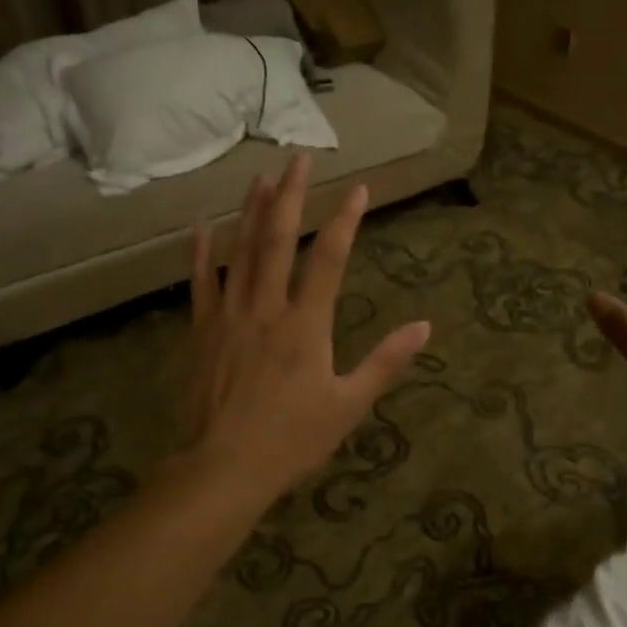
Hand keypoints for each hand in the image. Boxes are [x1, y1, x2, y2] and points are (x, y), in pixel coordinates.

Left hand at [183, 154, 430, 505]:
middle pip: (278, 240)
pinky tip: (203, 224)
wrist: (223, 468)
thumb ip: (386, 362)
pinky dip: (201, 252)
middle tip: (299, 158)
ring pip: (240, 252)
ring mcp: (229, 316)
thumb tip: (424, 327)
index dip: (345, 221)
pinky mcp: (202, 331)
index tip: (358, 189)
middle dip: (292, 196)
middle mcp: (266, 308)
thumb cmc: (292, 440)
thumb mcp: (349, 406)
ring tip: (262, 175)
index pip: (328, 259)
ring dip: (252, 211)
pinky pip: (202, 283)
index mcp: (306, 325)